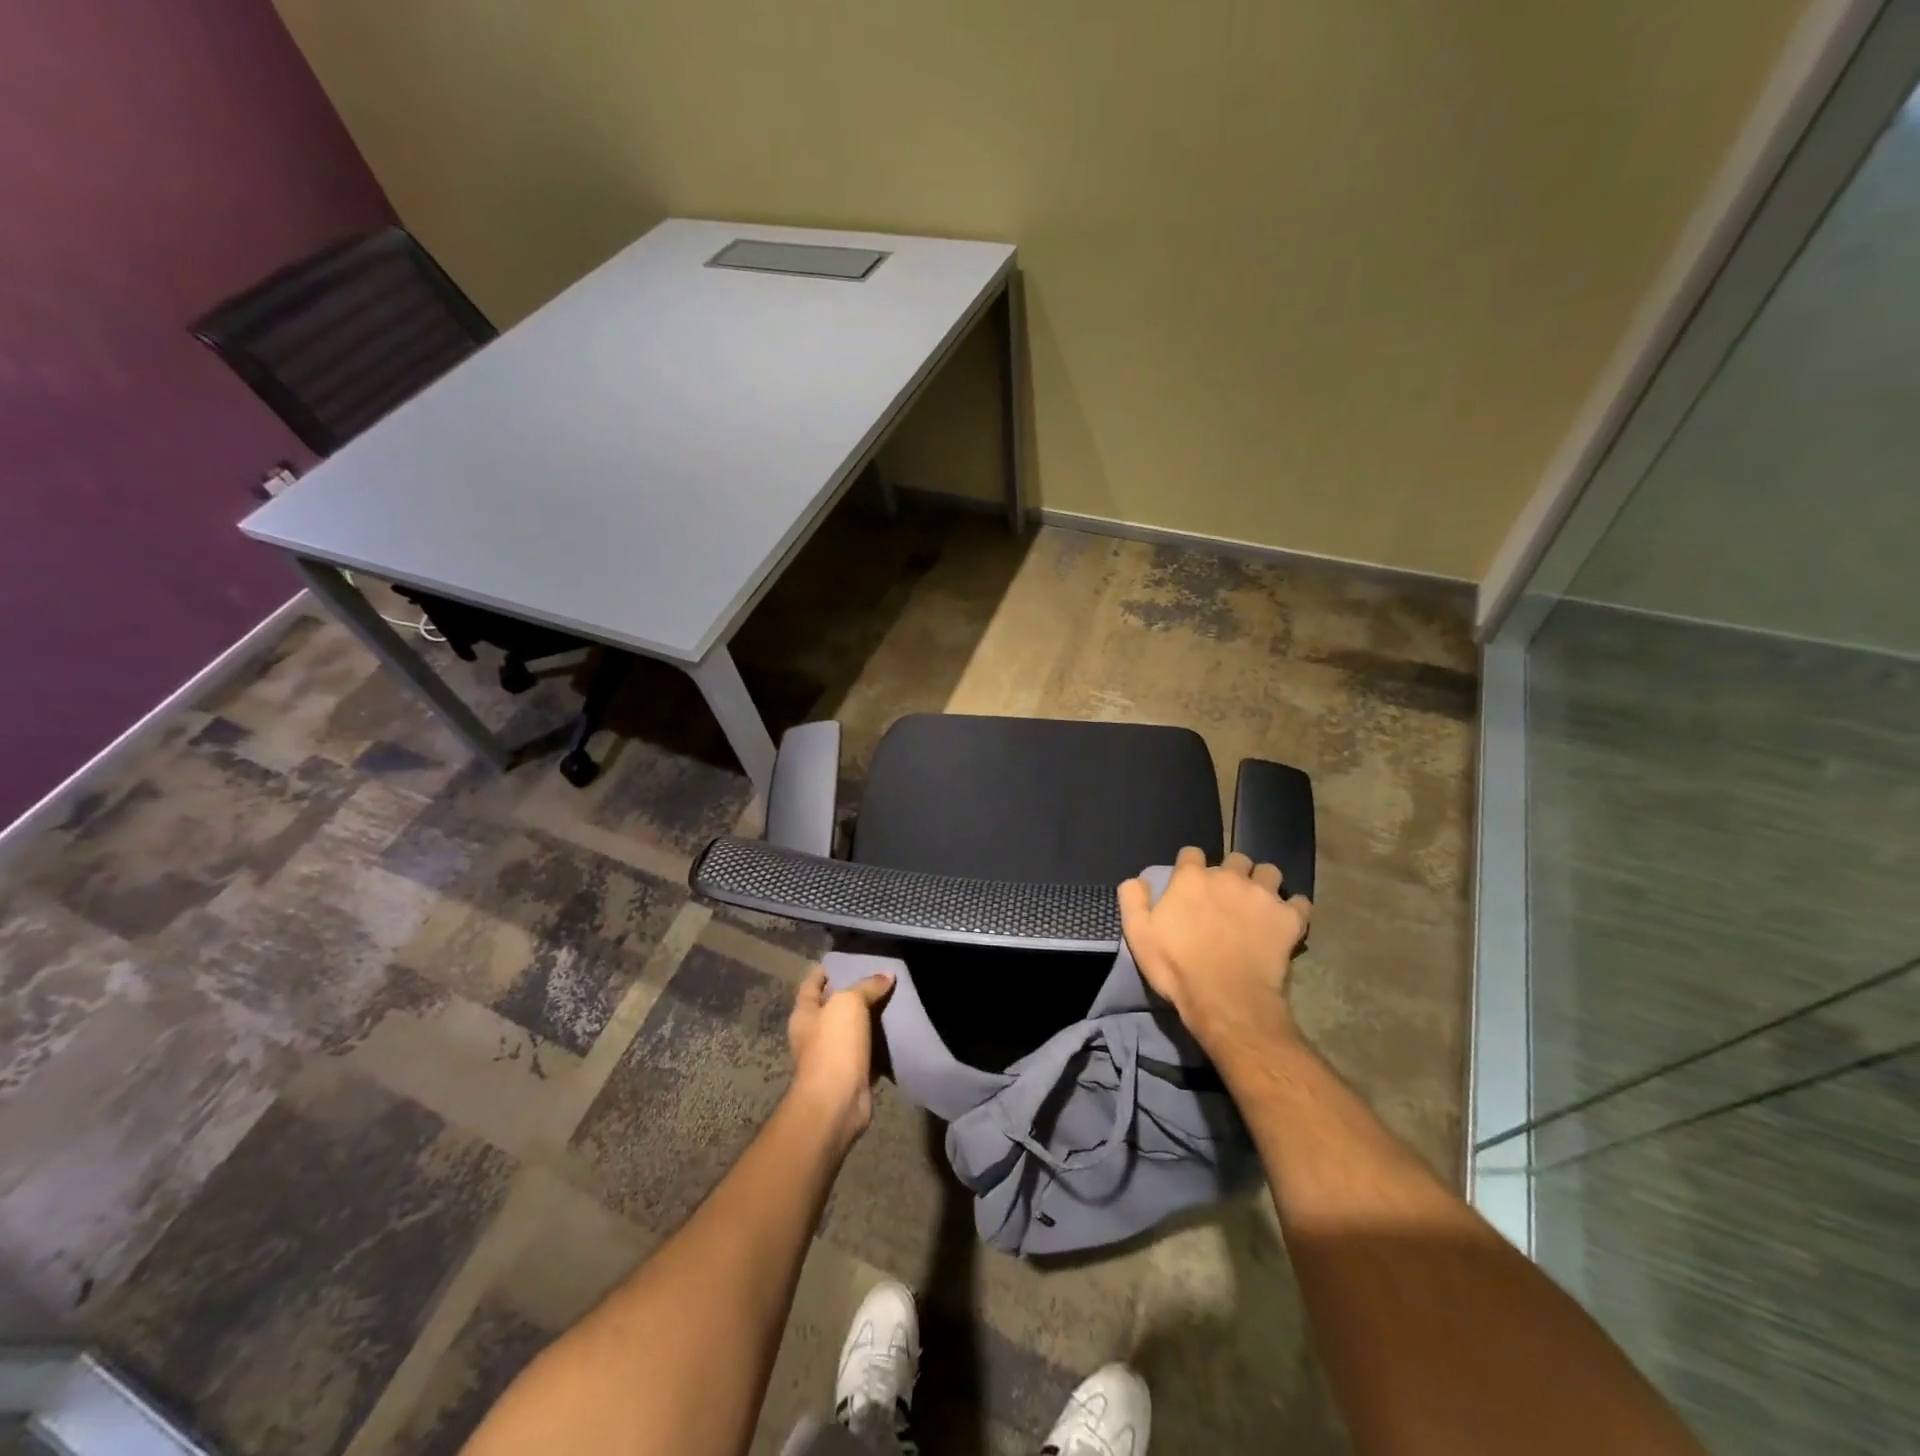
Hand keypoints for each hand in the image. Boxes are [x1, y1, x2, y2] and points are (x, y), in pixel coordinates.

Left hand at [787, 965, 893, 1141]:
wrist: (837, 1101)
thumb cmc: (833, 1045)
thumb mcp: (849, 1003)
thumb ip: (867, 987)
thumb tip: (887, 975)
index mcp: (804, 1013)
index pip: (811, 983)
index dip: (824, 970)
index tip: (843, 958)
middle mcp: (814, 1033)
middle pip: (833, 1005)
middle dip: (852, 992)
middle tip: (879, 975)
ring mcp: (832, 1055)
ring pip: (853, 1028)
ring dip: (870, 1017)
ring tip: (893, 997)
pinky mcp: (852, 1073)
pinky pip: (868, 1050)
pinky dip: (880, 1042)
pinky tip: (897, 1028)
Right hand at [1119, 847, 1311, 1044]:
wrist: (1225, 1000)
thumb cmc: (1177, 967)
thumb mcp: (1138, 934)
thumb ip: (1133, 899)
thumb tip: (1137, 879)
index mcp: (1192, 878)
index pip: (1192, 854)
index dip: (1190, 867)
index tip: (1189, 884)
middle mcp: (1229, 877)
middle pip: (1235, 859)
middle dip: (1232, 872)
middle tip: (1227, 896)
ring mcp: (1262, 895)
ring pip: (1269, 872)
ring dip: (1263, 883)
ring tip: (1258, 903)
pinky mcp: (1289, 918)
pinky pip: (1299, 902)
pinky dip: (1292, 909)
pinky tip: (1284, 922)